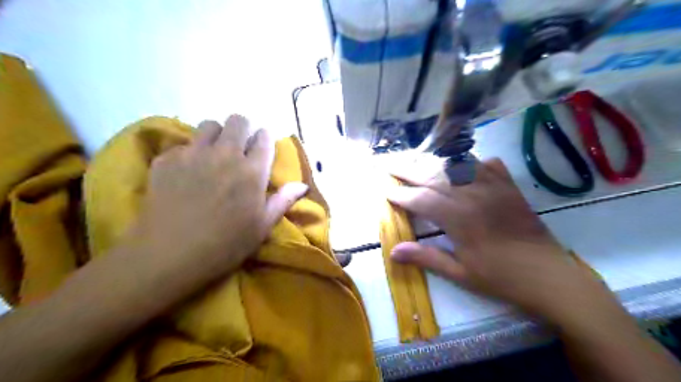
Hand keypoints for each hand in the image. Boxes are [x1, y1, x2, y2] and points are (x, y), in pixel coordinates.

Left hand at [129, 115, 308, 279]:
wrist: (170, 255)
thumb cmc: (226, 244)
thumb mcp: (262, 226)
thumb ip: (283, 200)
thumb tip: (303, 185)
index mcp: (252, 171)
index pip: (263, 138)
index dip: (264, 139)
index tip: (261, 147)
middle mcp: (225, 154)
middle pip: (237, 121)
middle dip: (243, 129)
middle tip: (240, 147)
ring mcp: (194, 154)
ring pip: (209, 125)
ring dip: (216, 135)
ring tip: (214, 154)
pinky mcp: (167, 160)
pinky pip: (183, 144)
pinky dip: (190, 152)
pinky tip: (187, 173)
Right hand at [388, 159, 612, 322]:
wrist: (549, 276)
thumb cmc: (501, 278)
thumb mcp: (460, 273)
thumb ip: (426, 258)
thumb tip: (393, 252)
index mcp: (459, 218)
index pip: (422, 200)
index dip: (402, 195)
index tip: (386, 192)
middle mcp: (473, 195)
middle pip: (434, 176)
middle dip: (408, 170)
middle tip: (389, 165)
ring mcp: (493, 187)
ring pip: (456, 165)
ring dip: (433, 161)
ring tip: (415, 159)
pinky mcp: (509, 186)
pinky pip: (486, 164)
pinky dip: (469, 160)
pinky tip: (460, 161)